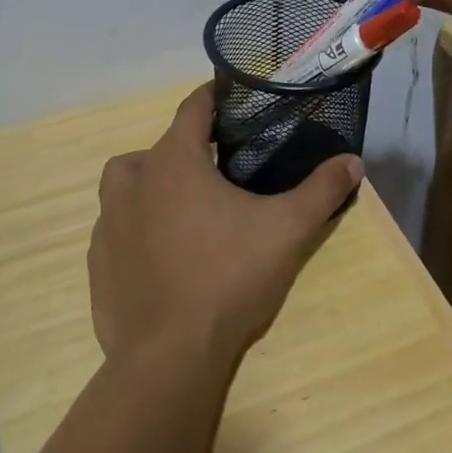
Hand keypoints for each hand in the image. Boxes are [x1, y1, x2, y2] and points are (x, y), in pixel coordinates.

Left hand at [88, 85, 363, 367]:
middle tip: (221, 171)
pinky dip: (136, 227)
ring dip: (152, 183)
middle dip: (189, 150)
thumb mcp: (287, 230)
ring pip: (128, 182)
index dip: (214, 97)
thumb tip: (353, 161)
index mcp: (174, 160)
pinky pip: (116, 226)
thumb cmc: (228, 278)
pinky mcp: (98, 260)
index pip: (193, 107)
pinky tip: (161, 254)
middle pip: (161, 146)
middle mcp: (134, 180)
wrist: (169, 355)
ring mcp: (109, 220)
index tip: (232, 98)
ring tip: (185, 208)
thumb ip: (321, 190)